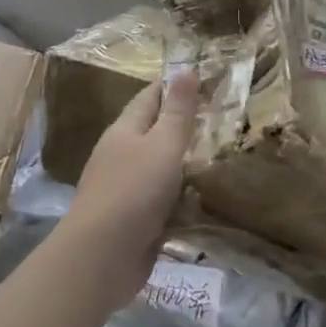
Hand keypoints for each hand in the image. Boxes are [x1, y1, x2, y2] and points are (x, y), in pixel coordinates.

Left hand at [63, 73, 198, 302]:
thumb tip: (186, 68)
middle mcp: (121, 155)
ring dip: (185, 163)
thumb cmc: (134, 191)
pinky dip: (182, 196)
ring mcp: (125, 189)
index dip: (174, 86)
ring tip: (221, 157)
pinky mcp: (133, 219)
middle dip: (183, 125)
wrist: (102, 257)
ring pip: (160, 167)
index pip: (150, 96)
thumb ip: (178, 110)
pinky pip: (162, 200)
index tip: (206, 79)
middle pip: (154, 131)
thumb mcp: (163, 144)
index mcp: (124, 130)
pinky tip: (204, 198)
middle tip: (223, 119)